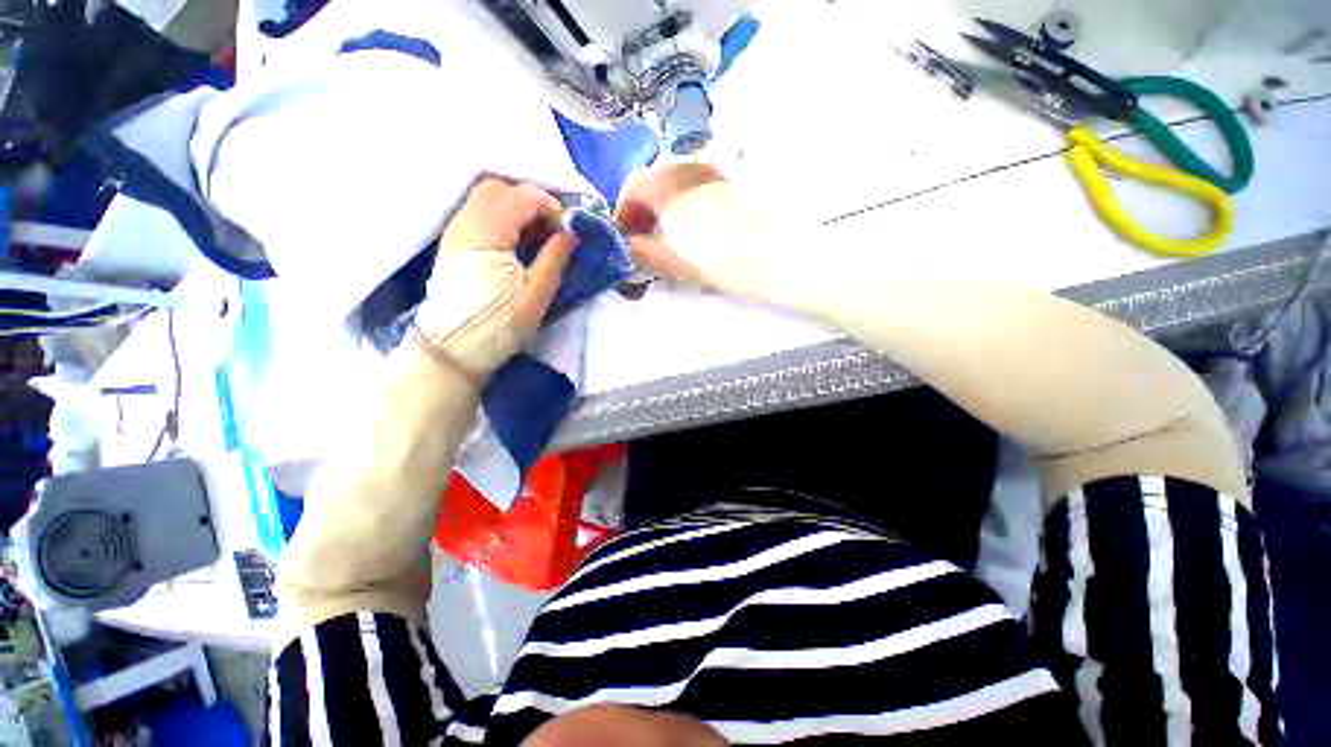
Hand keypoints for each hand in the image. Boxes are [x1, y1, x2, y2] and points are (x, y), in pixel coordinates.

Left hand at [409, 178, 575, 383]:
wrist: (454, 349)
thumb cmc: (501, 324)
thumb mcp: (537, 295)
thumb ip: (555, 258)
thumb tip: (571, 231)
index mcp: (489, 234)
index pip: (522, 196)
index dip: (550, 206)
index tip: (566, 230)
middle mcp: (466, 222)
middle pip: (498, 187)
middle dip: (530, 199)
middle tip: (549, 228)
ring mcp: (454, 231)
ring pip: (483, 196)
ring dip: (514, 206)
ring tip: (533, 235)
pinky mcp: (452, 242)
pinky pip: (475, 211)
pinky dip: (499, 215)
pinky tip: (513, 241)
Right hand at [614, 163, 725, 287]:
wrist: (768, 248)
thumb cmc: (710, 257)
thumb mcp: (667, 260)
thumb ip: (642, 250)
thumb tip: (633, 244)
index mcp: (661, 183)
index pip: (631, 191)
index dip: (623, 215)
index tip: (623, 237)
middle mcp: (683, 168)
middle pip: (655, 186)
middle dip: (646, 213)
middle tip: (645, 241)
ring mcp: (710, 172)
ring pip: (679, 188)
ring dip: (668, 211)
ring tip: (673, 241)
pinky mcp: (731, 184)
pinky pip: (700, 192)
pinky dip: (690, 209)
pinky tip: (699, 235)